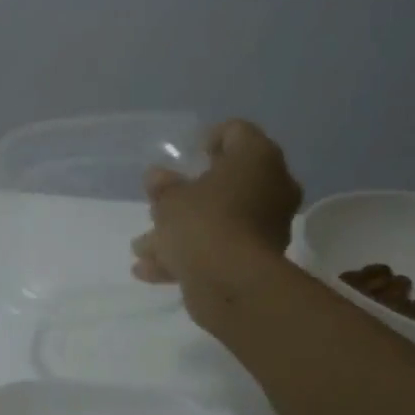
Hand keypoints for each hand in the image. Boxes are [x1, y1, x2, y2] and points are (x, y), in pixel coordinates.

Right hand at [132, 119, 301, 298]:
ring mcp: (267, 225)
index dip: (209, 140)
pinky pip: (220, 248)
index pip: (236, 132)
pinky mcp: (258, 259)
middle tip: (160, 204)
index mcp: (257, 158)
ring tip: (142, 247)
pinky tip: (150, 270)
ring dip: (182, 231)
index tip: (188, 156)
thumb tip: (156, 177)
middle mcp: (271, 186)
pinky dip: (189, 256)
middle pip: (227, 182)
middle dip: (189, 196)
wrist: (231, 282)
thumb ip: (162, 187)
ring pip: (219, 220)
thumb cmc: (202, 223)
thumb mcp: (170, 200)